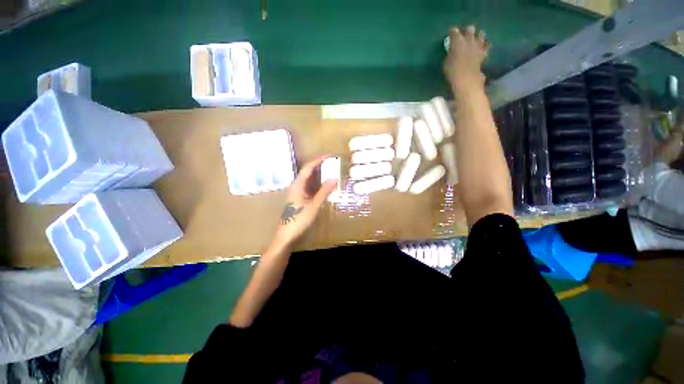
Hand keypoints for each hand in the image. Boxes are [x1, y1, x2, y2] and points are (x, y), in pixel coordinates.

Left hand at [275, 156, 337, 246]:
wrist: (287, 234)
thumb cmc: (299, 219)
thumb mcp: (314, 205)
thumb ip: (324, 191)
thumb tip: (334, 177)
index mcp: (297, 185)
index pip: (308, 167)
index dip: (318, 160)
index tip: (329, 155)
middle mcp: (296, 186)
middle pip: (307, 171)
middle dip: (319, 165)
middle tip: (331, 162)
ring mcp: (297, 192)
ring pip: (308, 178)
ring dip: (318, 173)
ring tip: (329, 170)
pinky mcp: (299, 198)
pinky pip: (308, 186)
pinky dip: (317, 182)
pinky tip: (323, 185)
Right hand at [444, 25, 489, 93]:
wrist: (466, 78)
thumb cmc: (452, 71)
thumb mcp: (446, 62)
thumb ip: (450, 54)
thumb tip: (452, 51)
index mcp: (457, 41)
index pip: (454, 32)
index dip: (452, 32)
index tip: (450, 33)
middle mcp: (469, 39)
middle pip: (469, 29)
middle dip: (467, 31)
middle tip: (464, 34)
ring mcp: (478, 45)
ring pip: (481, 34)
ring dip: (478, 35)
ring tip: (476, 38)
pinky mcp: (483, 53)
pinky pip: (487, 46)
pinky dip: (486, 45)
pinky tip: (484, 46)